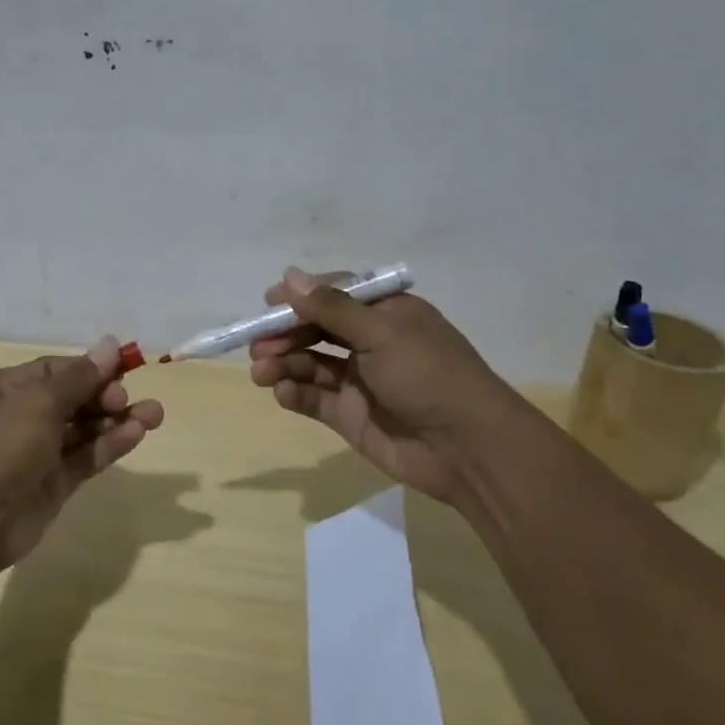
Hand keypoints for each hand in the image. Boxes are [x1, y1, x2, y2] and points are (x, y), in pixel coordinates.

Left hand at [0, 336, 164, 579]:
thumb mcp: (39, 403)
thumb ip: (80, 378)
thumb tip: (111, 344)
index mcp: (6, 389)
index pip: (56, 371)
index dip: (90, 369)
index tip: (125, 369)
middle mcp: (21, 417)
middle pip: (73, 399)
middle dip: (106, 396)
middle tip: (129, 399)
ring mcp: (37, 452)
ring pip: (83, 429)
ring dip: (116, 421)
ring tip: (154, 415)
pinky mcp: (53, 484)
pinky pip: (85, 457)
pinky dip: (109, 445)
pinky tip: (137, 434)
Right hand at [248, 267, 523, 507]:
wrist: (467, 449)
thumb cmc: (428, 375)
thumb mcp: (381, 332)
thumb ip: (331, 307)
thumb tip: (289, 275)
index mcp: (385, 313)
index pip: (334, 294)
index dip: (300, 297)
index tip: (268, 302)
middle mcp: (370, 342)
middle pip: (315, 329)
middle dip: (284, 334)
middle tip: (257, 345)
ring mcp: (358, 380)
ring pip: (308, 363)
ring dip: (282, 363)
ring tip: (261, 371)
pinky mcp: (349, 415)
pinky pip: (313, 397)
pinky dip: (294, 392)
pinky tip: (283, 393)